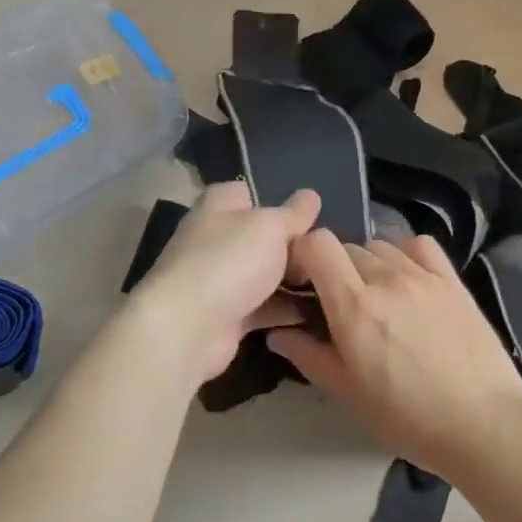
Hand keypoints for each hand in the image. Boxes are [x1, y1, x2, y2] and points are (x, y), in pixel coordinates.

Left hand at [131, 182, 321, 381]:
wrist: (188, 328)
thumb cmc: (229, 261)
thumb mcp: (271, 226)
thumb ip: (294, 213)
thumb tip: (311, 195)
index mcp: (218, 206)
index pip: (248, 192)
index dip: (278, 199)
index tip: (310, 213)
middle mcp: (215, 239)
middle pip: (260, 235)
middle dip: (294, 243)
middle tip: (329, 250)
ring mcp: (219, 279)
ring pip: (264, 273)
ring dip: (294, 280)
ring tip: (333, 280)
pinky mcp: (227, 316)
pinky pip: (264, 307)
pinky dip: (287, 310)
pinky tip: (321, 310)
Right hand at [267, 230, 521, 483]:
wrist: (483, 424)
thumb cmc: (408, 418)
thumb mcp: (349, 394)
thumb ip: (309, 356)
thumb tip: (278, 332)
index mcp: (355, 307)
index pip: (318, 244)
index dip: (303, 255)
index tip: (302, 281)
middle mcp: (387, 279)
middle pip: (347, 247)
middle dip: (334, 268)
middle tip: (339, 304)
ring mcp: (424, 276)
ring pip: (381, 246)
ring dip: (368, 263)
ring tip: (376, 296)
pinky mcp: (453, 280)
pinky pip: (421, 246)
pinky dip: (406, 254)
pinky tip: (408, 280)